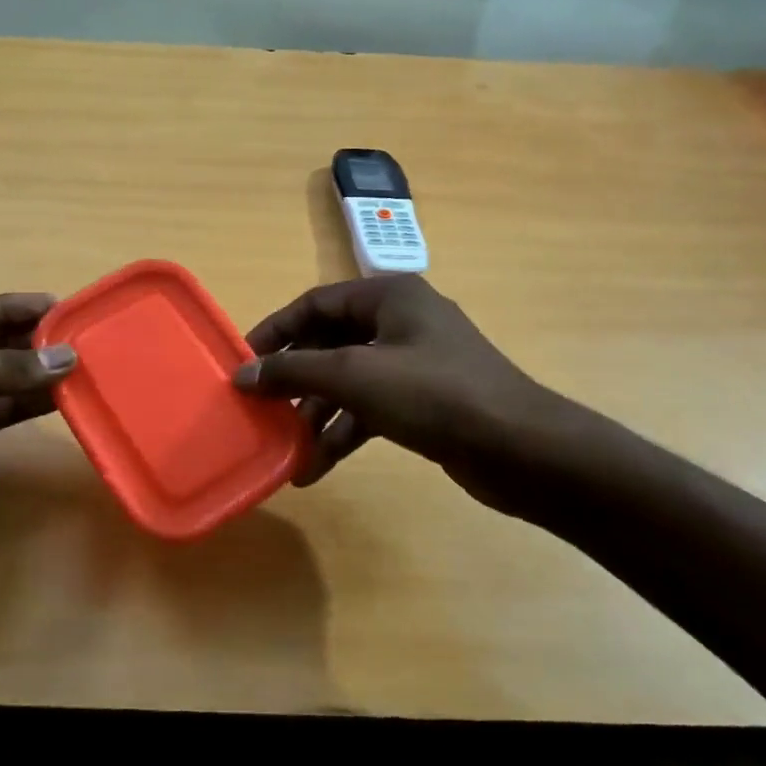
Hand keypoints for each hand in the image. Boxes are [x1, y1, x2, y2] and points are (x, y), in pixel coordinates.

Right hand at [234, 276, 614, 517]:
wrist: (522, 450)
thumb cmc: (435, 395)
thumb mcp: (356, 376)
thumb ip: (294, 371)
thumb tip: (242, 374)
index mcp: (389, 297)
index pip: (315, 303)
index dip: (276, 330)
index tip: (243, 362)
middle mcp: (400, 322)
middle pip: (330, 344)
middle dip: (295, 380)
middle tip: (261, 408)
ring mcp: (415, 364)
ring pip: (349, 382)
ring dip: (317, 415)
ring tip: (285, 449)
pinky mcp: (424, 402)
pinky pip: (370, 409)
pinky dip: (343, 433)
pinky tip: (315, 468)